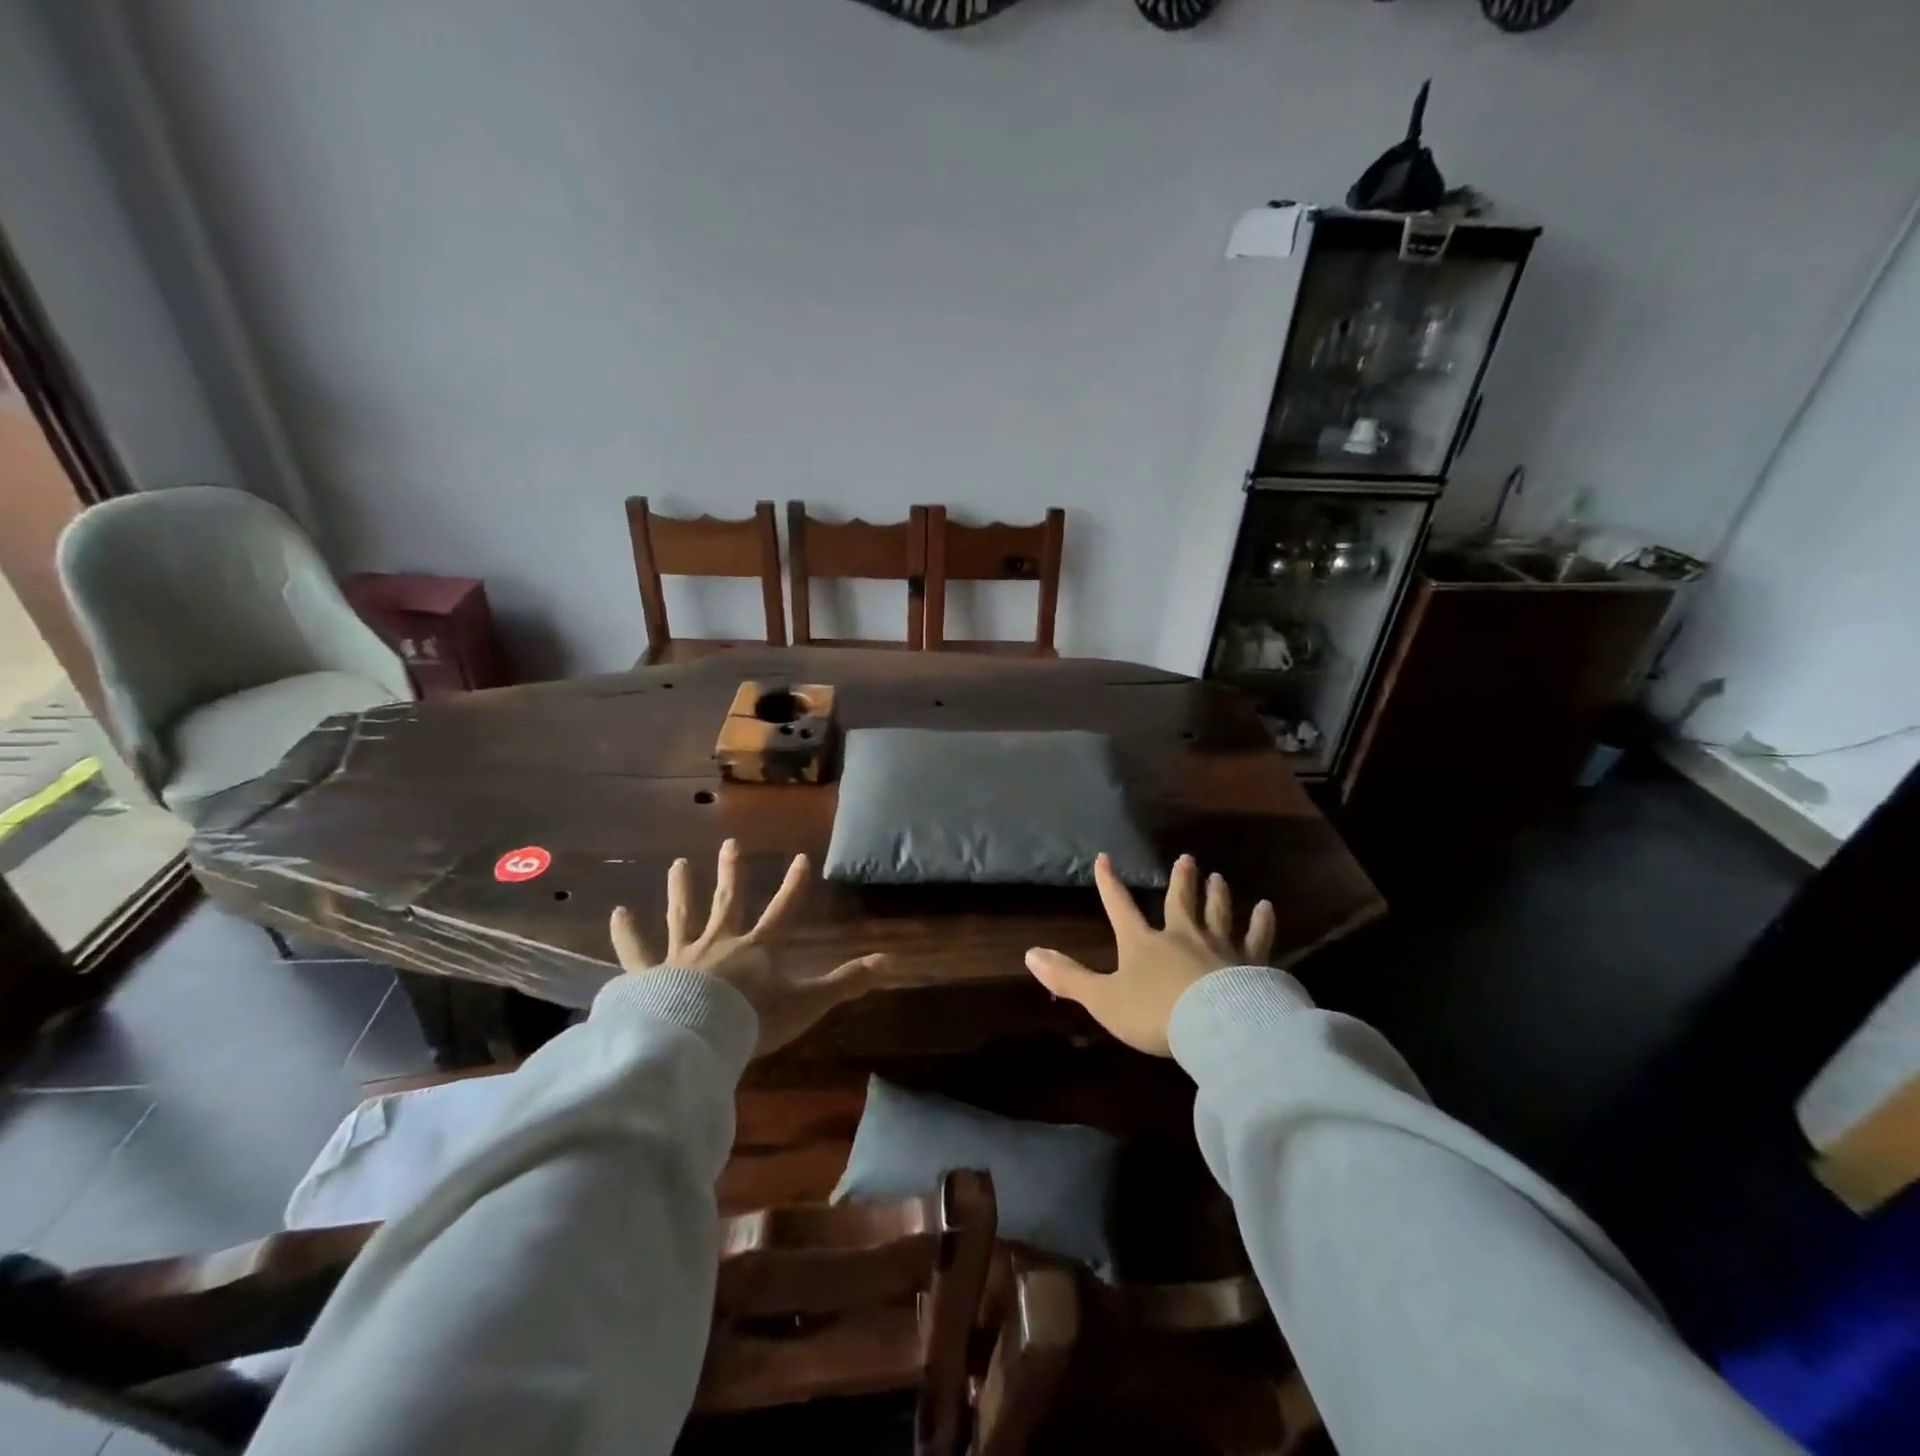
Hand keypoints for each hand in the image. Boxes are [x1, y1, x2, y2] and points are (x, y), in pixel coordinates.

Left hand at [610, 839, 887, 1057]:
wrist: (696, 1037)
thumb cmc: (754, 1019)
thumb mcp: (808, 1003)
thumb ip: (846, 982)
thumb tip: (890, 962)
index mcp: (758, 948)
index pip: (784, 909)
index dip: (795, 885)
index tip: (801, 858)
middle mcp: (720, 942)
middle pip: (727, 901)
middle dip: (730, 873)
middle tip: (729, 845)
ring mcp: (682, 956)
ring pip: (682, 915)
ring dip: (681, 890)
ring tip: (677, 864)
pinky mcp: (650, 975)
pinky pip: (636, 952)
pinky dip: (626, 933)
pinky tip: (616, 913)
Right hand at [1025, 853, 1274, 1056]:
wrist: (1217, 1027)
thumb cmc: (1155, 1013)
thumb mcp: (1103, 1000)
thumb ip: (1068, 979)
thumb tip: (1029, 954)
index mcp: (1143, 944)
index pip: (1120, 908)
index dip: (1109, 884)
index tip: (1104, 858)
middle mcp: (1182, 936)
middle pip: (1180, 902)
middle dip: (1181, 880)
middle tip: (1187, 858)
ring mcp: (1220, 947)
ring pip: (1218, 913)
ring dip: (1216, 894)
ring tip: (1219, 876)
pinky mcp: (1252, 963)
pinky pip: (1258, 938)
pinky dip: (1262, 923)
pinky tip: (1267, 908)